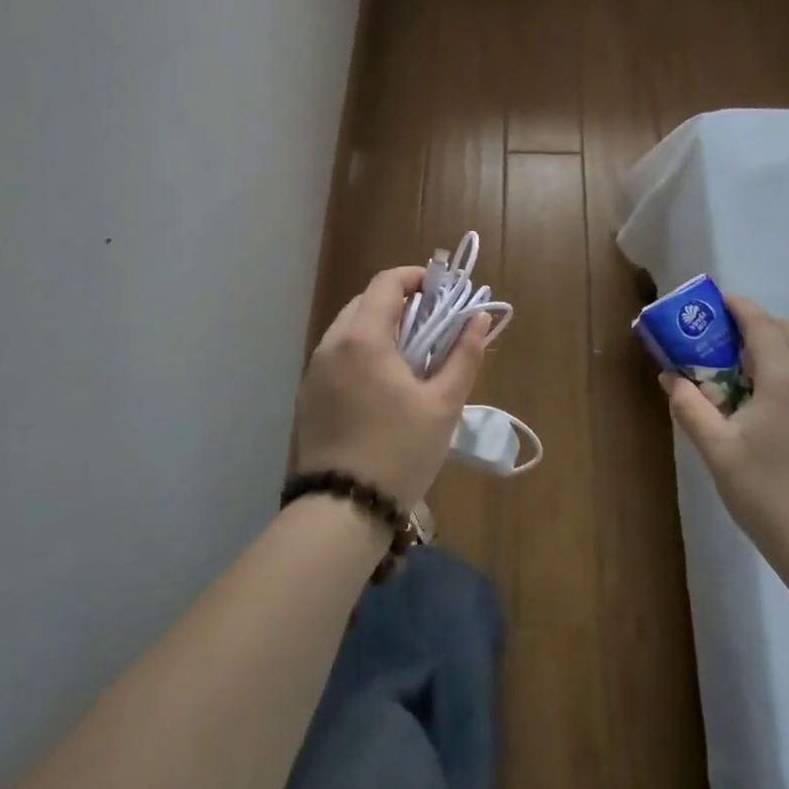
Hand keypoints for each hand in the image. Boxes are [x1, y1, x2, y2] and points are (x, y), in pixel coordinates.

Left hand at [293, 267, 490, 508]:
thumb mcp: (443, 404)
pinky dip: (363, 352)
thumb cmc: (399, 452)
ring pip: (350, 329)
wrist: (341, 510)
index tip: (443, 291)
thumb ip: (464, 355)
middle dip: (401, 304)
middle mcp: (331, 344)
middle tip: (433, 327)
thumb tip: (480, 318)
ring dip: (381, 329)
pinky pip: (338, 355)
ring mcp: (314, 370)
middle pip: (366, 302)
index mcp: (362, 338)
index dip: (417, 278)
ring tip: (412, 358)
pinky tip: (384, 384)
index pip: (387, 283)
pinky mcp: (308, 395)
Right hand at [661, 296, 788, 554]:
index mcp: (785, 380)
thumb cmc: (764, 492)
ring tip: (758, 360)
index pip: (762, 325)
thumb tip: (670, 377)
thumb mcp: (716, 449)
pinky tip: (781, 394)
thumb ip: (690, 406)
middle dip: (762, 323)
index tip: (717, 302)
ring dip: (788, 340)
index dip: (739, 307)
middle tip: (731, 337)